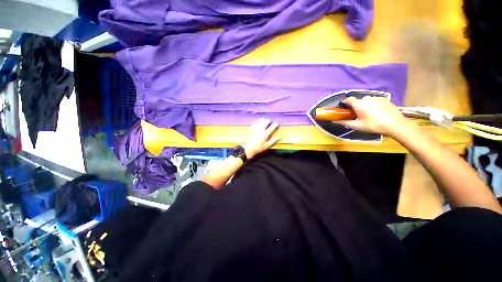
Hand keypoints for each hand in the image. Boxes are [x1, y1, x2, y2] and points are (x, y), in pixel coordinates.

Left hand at [242, 118, 280, 158]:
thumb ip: (273, 141)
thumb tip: (279, 137)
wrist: (249, 148)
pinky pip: (256, 122)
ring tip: (265, 120)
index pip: (271, 128)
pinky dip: (258, 121)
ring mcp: (256, 129)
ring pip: (260, 121)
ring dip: (263, 120)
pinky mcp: (252, 128)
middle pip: (266, 122)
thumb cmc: (259, 147)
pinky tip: (259, 122)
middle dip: (268, 121)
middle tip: (270, 122)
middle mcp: (261, 130)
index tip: (276, 124)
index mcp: (265, 134)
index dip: (275, 125)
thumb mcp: (267, 145)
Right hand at [336, 96, 408, 136]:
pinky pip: (375, 102)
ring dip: (365, 106)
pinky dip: (373, 106)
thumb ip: (344, 122)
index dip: (345, 103)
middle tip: (357, 116)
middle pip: (358, 101)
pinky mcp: (385, 100)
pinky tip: (377, 114)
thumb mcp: (357, 126)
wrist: (395, 125)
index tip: (344, 109)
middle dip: (356, 107)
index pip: (348, 99)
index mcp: (359, 104)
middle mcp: (367, 98)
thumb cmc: (373, 125)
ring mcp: (377, 98)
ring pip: (367, 101)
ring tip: (368, 115)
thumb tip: (334, 121)